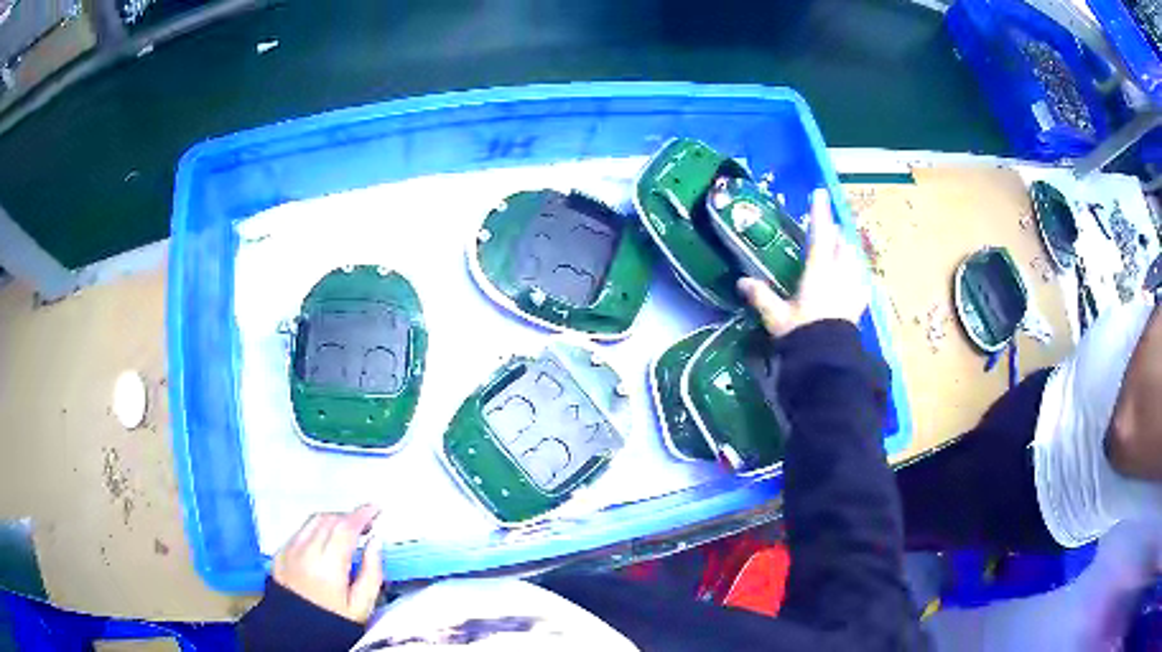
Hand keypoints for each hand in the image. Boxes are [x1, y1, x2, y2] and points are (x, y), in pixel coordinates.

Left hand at [273, 505, 383, 623]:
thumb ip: (372, 572)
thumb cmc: (333, 621)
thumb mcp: (361, 606)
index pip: (345, 528)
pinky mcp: (280, 553)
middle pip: (329, 520)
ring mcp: (289, 550)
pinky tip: (325, 541)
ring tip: (347, 531)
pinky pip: (300, 531)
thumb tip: (376, 542)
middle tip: (366, 524)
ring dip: (333, 520)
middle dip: (350, 517)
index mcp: (328, 566)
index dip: (362, 514)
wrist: (297, 632)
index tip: (376, 509)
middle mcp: (305, 551)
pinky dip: (316, 529)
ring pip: (313, 521)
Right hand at [738, 189, 868, 336]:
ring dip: (847, 251)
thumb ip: (761, 297)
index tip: (819, 192)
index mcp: (819, 270)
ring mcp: (853, 288)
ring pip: (854, 259)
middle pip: (842, 243)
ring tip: (841, 252)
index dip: (819, 212)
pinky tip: (855, 281)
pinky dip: (857, 276)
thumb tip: (741, 282)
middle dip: (835, 234)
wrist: (827, 359)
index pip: (820, 234)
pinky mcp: (859, 304)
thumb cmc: (802, 333)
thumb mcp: (776, 316)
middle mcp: (840, 274)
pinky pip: (862, 282)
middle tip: (827, 231)